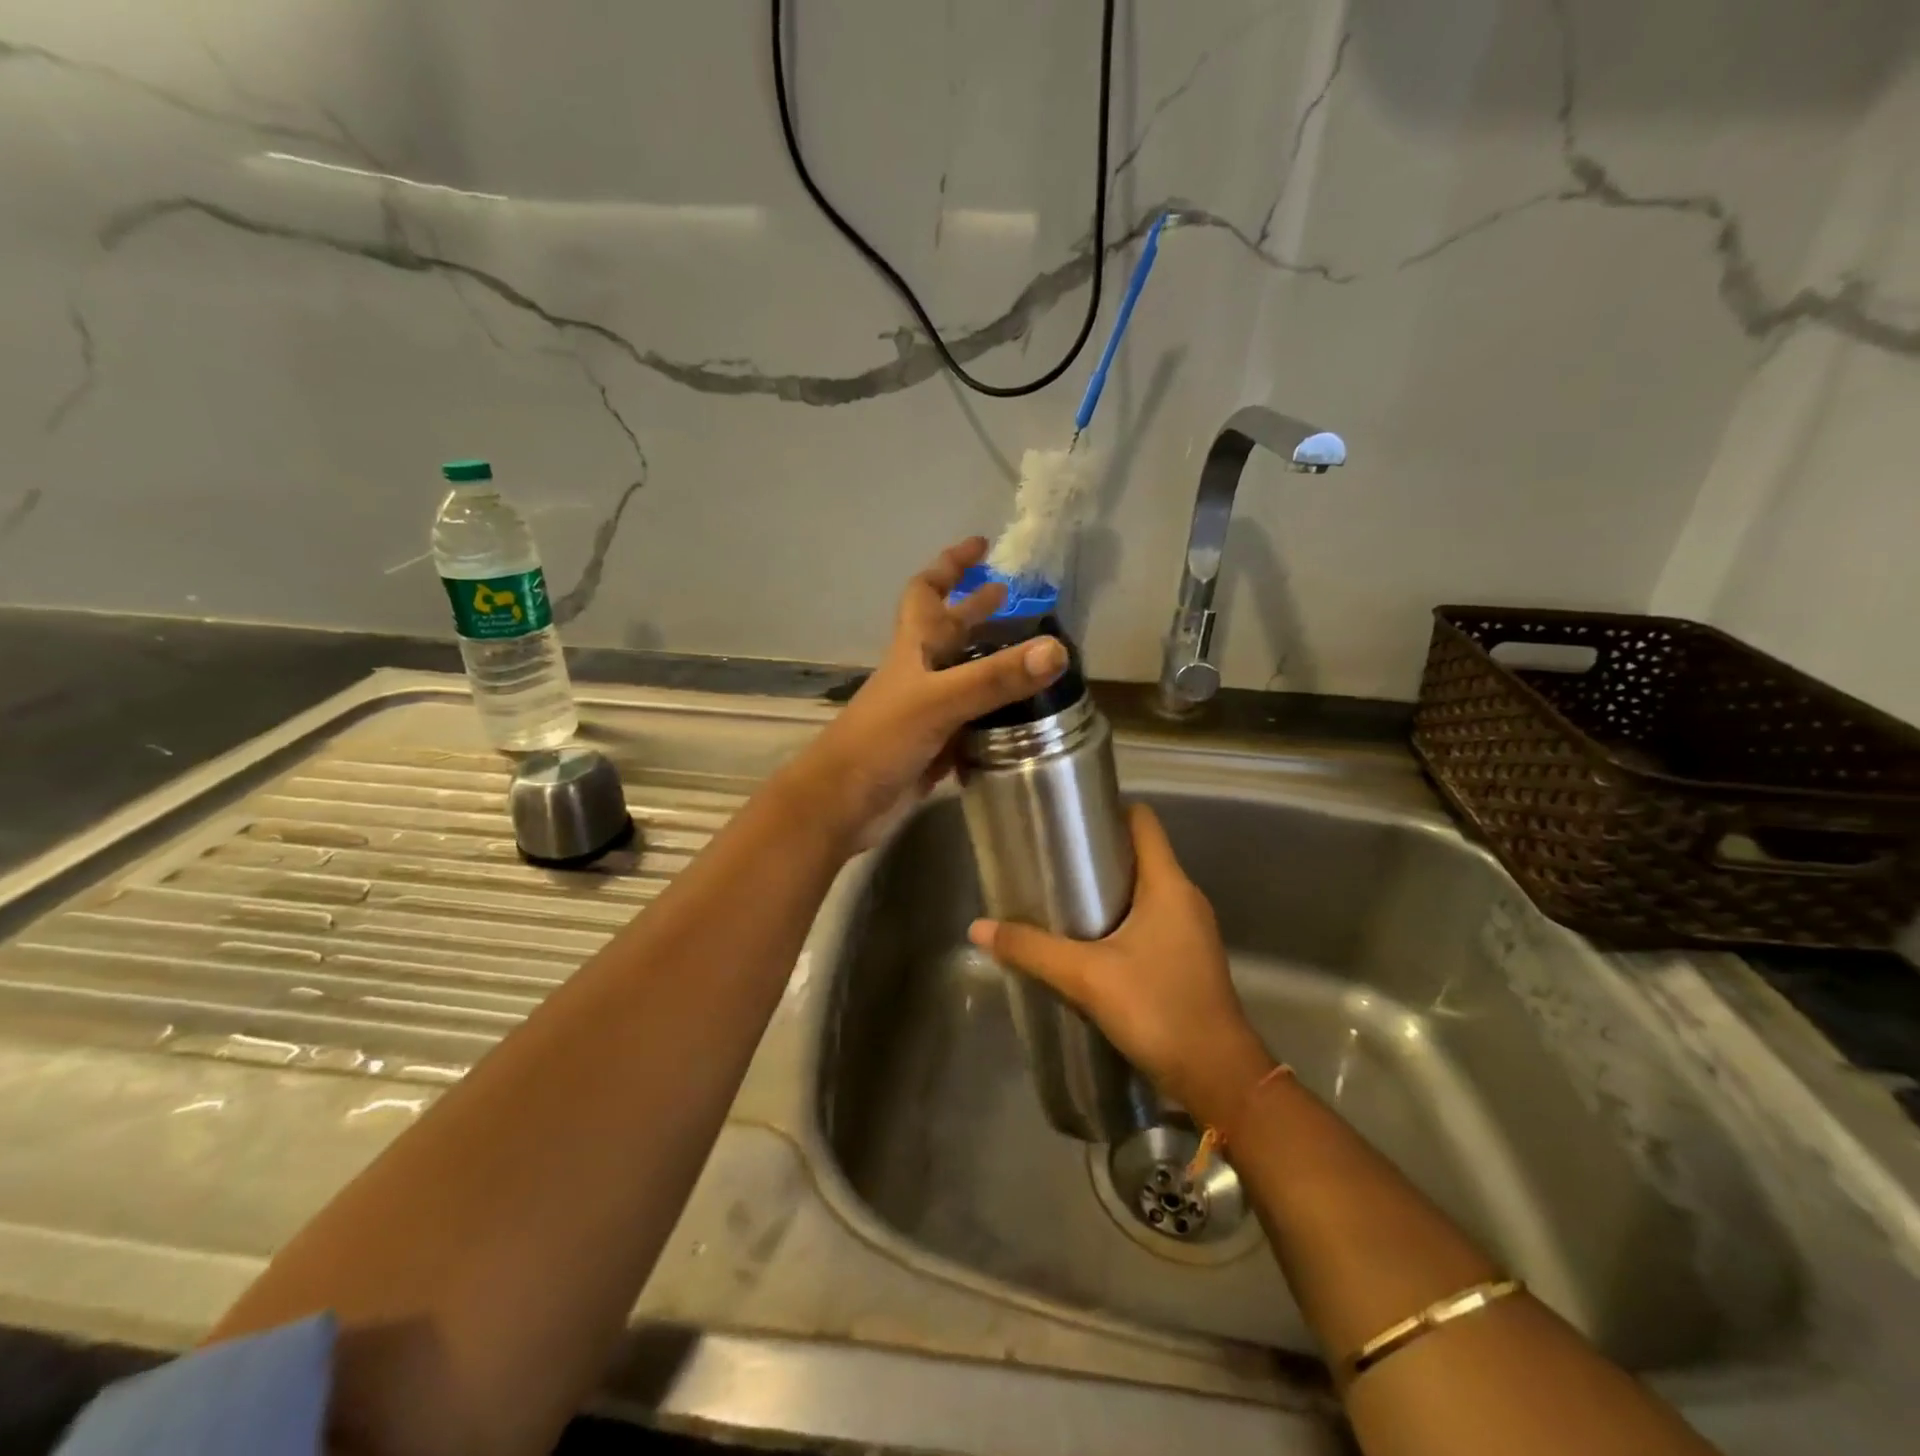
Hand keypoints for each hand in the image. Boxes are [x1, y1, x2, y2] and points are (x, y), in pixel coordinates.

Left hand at [787, 537, 1066, 848]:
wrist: (842, 803)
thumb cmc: (881, 740)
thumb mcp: (939, 701)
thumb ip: (994, 678)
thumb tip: (1055, 650)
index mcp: (914, 649)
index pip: (928, 591)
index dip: (951, 564)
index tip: (982, 546)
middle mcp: (919, 674)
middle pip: (950, 632)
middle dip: (979, 610)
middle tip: (1016, 597)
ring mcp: (925, 713)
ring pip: (963, 679)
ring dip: (992, 667)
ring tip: (1034, 662)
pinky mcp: (933, 749)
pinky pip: (969, 724)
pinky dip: (991, 719)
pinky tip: (1020, 724)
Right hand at [968, 803, 1273, 1126]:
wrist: (1219, 1077)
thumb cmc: (1159, 1009)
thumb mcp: (1087, 977)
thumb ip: (1032, 950)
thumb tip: (978, 928)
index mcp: (1169, 885)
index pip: (1143, 821)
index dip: (1107, 810)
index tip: (1067, 818)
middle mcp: (1185, 898)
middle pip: (1140, 853)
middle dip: (1097, 853)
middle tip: (1051, 860)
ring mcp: (1190, 929)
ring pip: (1145, 889)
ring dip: (1107, 889)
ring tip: (1061, 897)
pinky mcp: (1188, 957)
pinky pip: (1151, 919)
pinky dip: (1121, 918)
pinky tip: (1089, 940)